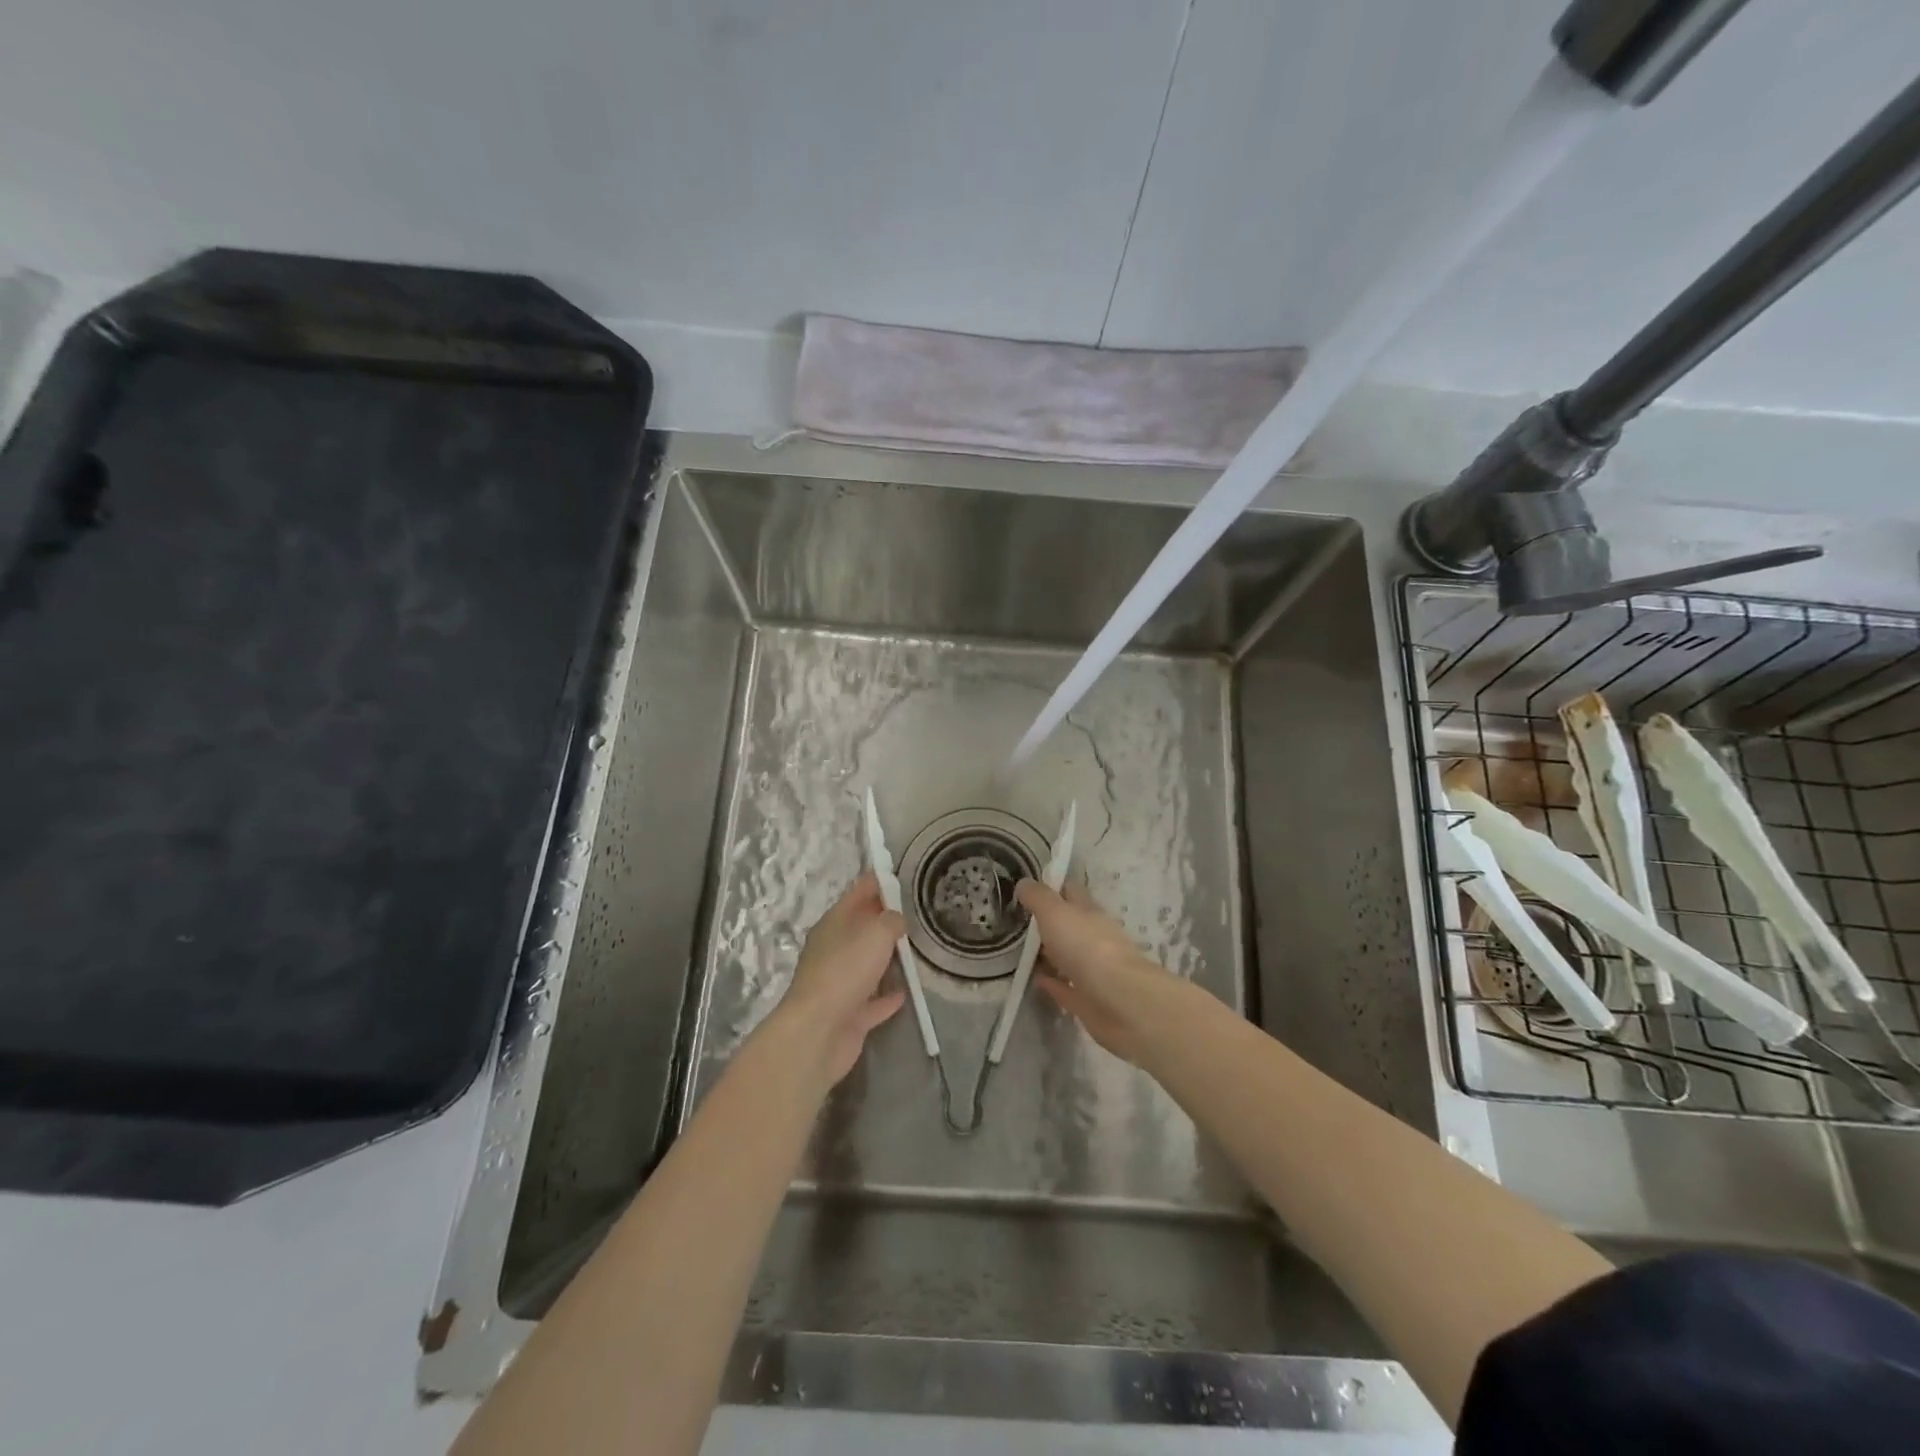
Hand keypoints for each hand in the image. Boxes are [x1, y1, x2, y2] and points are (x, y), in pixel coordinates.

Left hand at [771, 872, 907, 1086]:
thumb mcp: (876, 932)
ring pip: (867, 964)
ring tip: (918, 950)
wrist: (818, 1032)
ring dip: (888, 959)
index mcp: (834, 923)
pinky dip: (887, 996)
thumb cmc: (845, 971)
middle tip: (919, 914)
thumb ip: (892, 920)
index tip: (902, 875)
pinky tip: (907, 992)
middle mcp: (834, 949)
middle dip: (886, 921)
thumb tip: (897, 920)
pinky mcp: (849, 1014)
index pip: (859, 893)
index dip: (879, 882)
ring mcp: (839, 984)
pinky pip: (873, 1000)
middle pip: (863, 929)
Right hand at [1015, 879, 1186, 1065]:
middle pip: (1070, 925)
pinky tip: (1036, 981)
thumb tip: (1023, 883)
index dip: (1052, 886)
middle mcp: (1094, 937)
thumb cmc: (1087, 947)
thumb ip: (1038, 897)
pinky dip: (1053, 983)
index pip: (1070, 891)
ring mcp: (1094, 970)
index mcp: (1089, 912)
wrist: (1121, 1002)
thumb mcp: (1055, 912)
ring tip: (1021, 952)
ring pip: (1069, 956)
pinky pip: (1067, 988)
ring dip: (1050, 954)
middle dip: (1049, 922)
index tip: (1029, 888)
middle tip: (1018, 922)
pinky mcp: (1090, 1001)